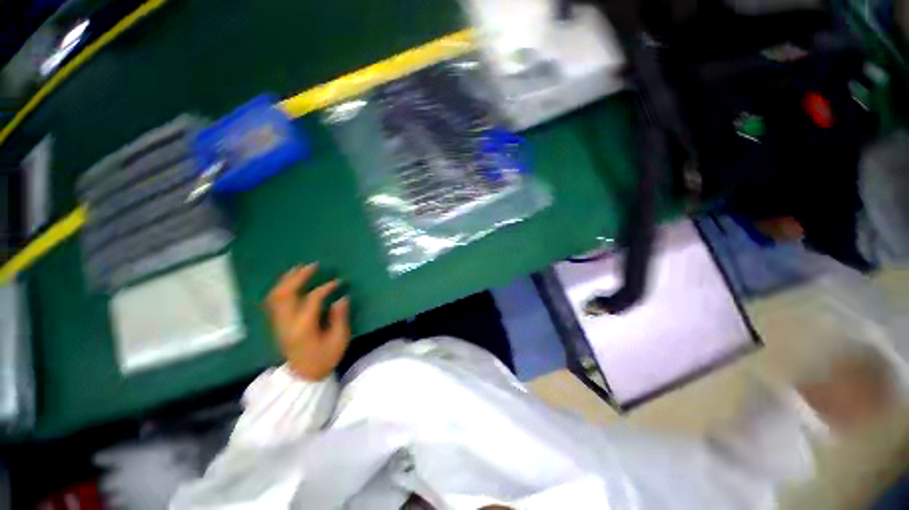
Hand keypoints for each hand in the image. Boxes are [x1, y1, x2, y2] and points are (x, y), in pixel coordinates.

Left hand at [265, 264, 349, 380]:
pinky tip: (289, 282)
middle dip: (298, 277)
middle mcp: (286, 323)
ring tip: (298, 269)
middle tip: (312, 265)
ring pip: (276, 296)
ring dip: (287, 280)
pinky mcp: (277, 324)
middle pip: (286, 294)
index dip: (326, 287)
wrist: (303, 376)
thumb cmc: (324, 358)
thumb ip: (340, 317)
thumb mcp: (339, 339)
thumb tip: (341, 298)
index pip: (312, 299)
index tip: (339, 281)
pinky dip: (280, 289)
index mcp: (303, 327)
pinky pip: (274, 302)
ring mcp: (278, 323)